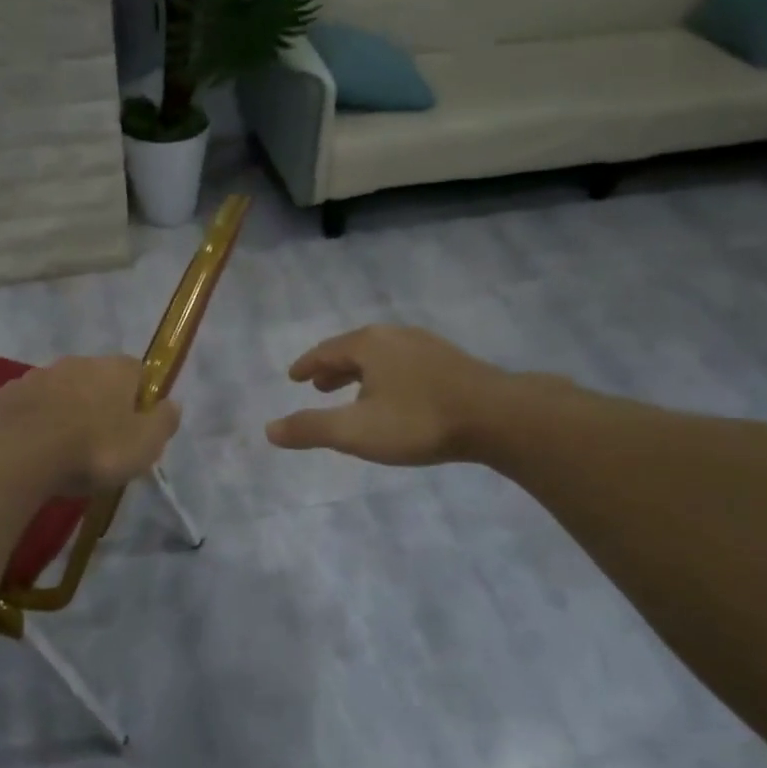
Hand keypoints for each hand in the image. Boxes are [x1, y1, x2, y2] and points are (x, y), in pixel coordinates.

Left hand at [0, 356, 181, 496]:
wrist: (18, 455)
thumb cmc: (94, 449)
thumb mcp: (145, 445)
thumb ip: (164, 422)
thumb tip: (173, 404)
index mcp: (114, 369)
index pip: (137, 372)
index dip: (140, 398)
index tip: (136, 427)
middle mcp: (76, 363)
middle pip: (96, 380)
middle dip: (99, 404)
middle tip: (100, 442)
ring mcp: (36, 376)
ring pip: (59, 392)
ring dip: (64, 412)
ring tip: (63, 450)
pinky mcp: (4, 396)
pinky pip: (28, 408)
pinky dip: (33, 423)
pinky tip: (32, 451)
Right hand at [265, 325, 552, 465]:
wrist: (497, 417)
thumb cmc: (418, 421)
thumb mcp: (356, 431)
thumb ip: (311, 429)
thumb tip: (269, 430)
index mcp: (369, 344)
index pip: (326, 350)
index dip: (307, 365)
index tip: (293, 377)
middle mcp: (396, 336)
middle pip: (355, 349)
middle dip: (334, 368)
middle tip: (318, 386)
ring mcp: (427, 346)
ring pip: (382, 357)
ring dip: (361, 373)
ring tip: (353, 394)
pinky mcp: (451, 362)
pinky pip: (404, 364)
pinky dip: (386, 377)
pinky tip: (396, 398)